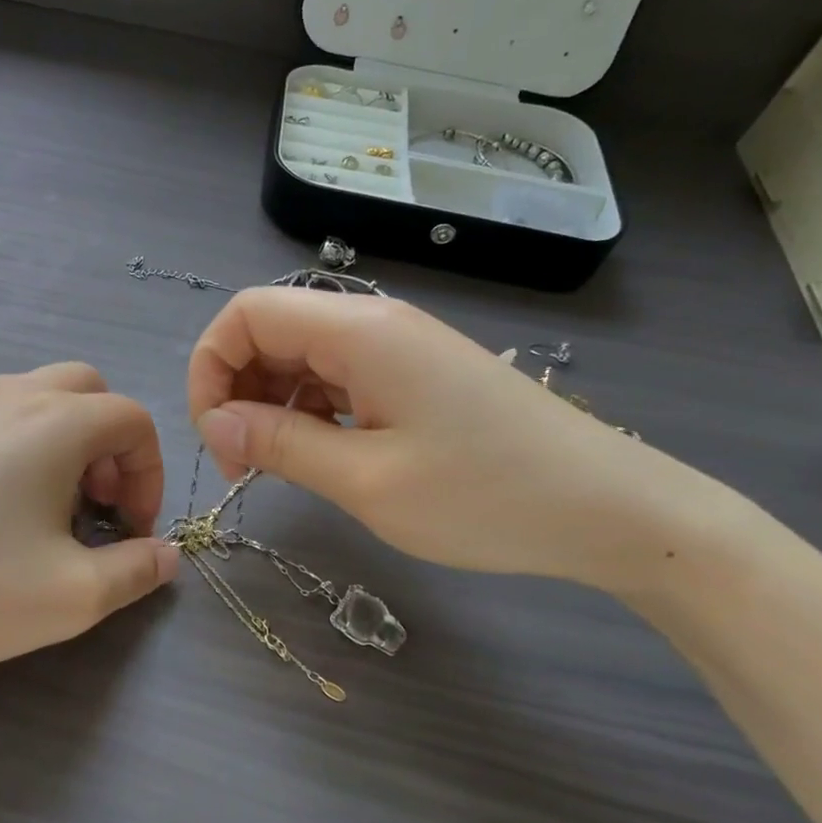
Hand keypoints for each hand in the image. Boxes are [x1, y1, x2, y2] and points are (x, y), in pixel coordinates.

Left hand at [0, 363, 179, 696]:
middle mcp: (7, 394)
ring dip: (61, 440)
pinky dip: (14, 441)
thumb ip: (138, 570)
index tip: (129, 528)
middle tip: (92, 506)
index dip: (148, 473)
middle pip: (86, 390)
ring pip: (34, 396)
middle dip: (108, 444)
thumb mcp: (73, 597)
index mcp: (53, 422)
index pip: (132, 419)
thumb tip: (166, 554)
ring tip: (42, 508)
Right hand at [187, 289, 702, 590]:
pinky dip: (309, 411)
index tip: (217, 438)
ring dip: (271, 404)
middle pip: (270, 331)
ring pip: (301, 356)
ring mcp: (398, 348)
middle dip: (236, 390)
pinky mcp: (415, 376)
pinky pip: (338, 378)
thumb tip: (216, 422)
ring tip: (277, 467)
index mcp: (359, 330)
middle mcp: (374, 323)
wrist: (610, 509)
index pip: (246, 313)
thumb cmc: (486, 496)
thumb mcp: (368, 481)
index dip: (211, 368)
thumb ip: (281, 443)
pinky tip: (320, 455)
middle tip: (242, 464)